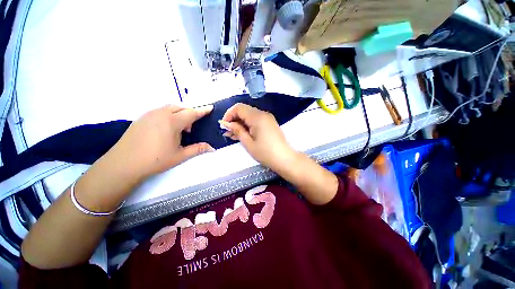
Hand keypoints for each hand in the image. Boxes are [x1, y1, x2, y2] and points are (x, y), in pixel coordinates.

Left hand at [105, 105, 214, 181]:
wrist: (124, 163)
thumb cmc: (155, 159)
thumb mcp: (180, 155)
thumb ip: (198, 149)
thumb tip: (212, 148)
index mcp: (172, 122)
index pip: (192, 113)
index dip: (203, 110)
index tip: (210, 107)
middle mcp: (161, 114)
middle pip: (181, 108)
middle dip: (189, 114)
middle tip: (191, 128)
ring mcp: (149, 114)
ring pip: (169, 108)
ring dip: (179, 114)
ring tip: (179, 130)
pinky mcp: (141, 118)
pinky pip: (160, 111)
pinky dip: (168, 116)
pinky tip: (166, 129)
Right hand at [220, 103, 295, 170]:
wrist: (284, 159)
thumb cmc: (265, 153)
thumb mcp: (248, 143)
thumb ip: (237, 130)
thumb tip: (226, 123)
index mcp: (257, 117)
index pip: (239, 107)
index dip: (229, 114)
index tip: (224, 125)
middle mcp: (263, 114)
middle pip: (244, 111)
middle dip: (234, 120)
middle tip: (227, 132)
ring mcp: (267, 118)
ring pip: (249, 116)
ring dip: (240, 124)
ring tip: (233, 135)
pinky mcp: (270, 124)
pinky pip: (256, 121)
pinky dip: (248, 126)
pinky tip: (242, 134)